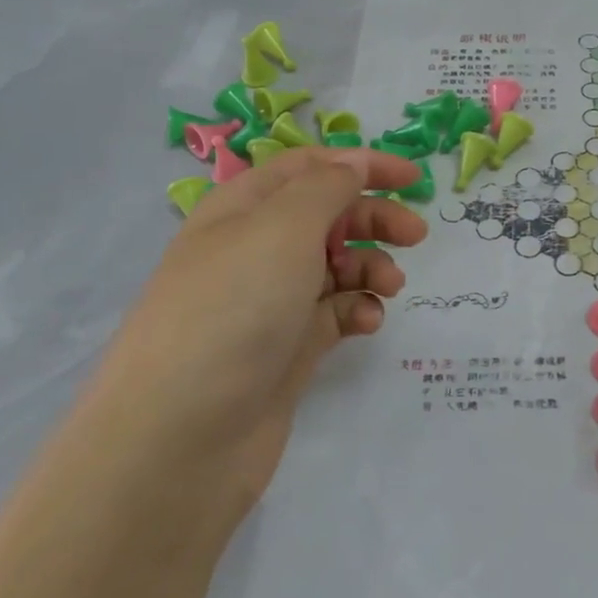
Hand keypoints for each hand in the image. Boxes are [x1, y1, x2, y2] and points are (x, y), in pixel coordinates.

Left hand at [76, 146, 425, 495]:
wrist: (182, 436)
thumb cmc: (233, 310)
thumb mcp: (282, 229)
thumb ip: (327, 187)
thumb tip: (354, 162)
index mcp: (243, 209)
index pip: (308, 167)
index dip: (361, 165)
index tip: (414, 179)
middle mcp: (255, 250)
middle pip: (328, 215)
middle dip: (374, 218)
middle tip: (416, 237)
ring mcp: (271, 302)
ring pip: (336, 266)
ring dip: (370, 267)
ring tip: (388, 287)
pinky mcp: (288, 347)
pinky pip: (334, 313)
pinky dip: (356, 310)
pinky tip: (366, 323)